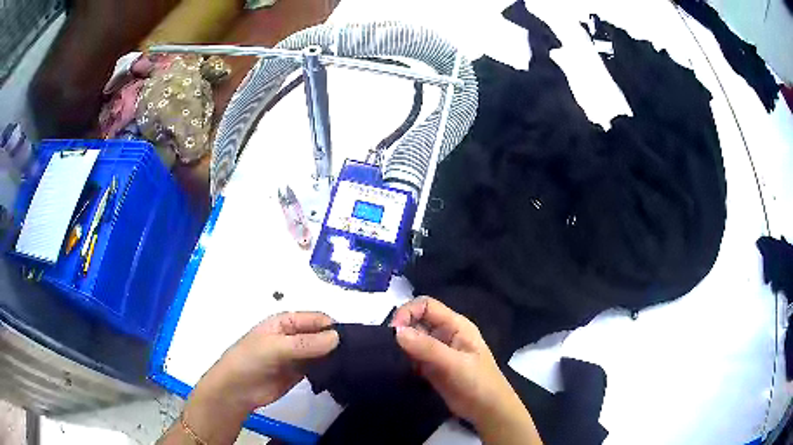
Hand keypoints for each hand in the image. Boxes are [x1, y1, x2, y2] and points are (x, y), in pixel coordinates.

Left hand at [174, 312, 338, 444]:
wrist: (236, 390)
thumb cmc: (250, 360)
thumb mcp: (275, 347)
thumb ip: (305, 344)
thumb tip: (337, 337)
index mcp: (286, 322)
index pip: (316, 319)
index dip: (332, 327)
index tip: (352, 340)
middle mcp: (294, 336)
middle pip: (321, 334)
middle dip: (336, 341)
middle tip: (357, 354)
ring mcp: (298, 355)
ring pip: (322, 351)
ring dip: (334, 355)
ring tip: (354, 364)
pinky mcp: (300, 372)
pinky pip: (319, 367)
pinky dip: (329, 368)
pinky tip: (342, 373)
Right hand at [391, 297, 541, 444]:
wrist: (487, 411)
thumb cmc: (478, 383)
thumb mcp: (455, 364)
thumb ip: (427, 348)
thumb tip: (396, 331)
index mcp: (456, 325)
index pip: (426, 306)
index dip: (408, 312)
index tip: (393, 331)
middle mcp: (445, 334)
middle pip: (417, 320)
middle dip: (401, 329)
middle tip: (387, 347)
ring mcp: (438, 351)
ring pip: (413, 338)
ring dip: (401, 345)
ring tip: (390, 357)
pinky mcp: (431, 367)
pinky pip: (413, 355)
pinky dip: (403, 359)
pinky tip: (397, 367)